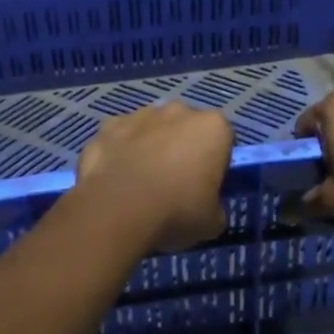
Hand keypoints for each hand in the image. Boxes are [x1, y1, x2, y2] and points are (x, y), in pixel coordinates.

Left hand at [75, 103, 232, 251]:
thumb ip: (215, 206)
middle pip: (187, 128)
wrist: (117, 210)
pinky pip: (122, 136)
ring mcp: (141, 114)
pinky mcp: (109, 125)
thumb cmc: (176, 212)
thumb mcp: (213, 222)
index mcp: (213, 127)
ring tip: (141, 183)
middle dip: (183, 148)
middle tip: (175, 184)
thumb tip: (208, 208)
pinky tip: (116, 177)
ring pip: (153, 128)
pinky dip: (121, 150)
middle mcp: (179, 111)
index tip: (206, 186)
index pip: (223, 140)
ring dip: (151, 146)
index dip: (216, 163)